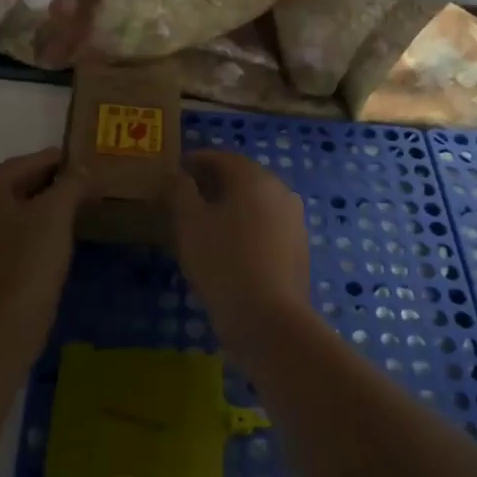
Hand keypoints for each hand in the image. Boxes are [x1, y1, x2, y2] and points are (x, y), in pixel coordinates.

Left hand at [0, 147, 82, 355]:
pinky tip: (50, 244)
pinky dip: (29, 234)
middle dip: (47, 185)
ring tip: (70, 214)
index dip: (54, 160)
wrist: (1, 326)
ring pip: (10, 214)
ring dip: (38, 210)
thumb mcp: (56, 213)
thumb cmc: (29, 260)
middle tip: (80, 188)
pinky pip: (6, 239)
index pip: (22, 163)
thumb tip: (81, 169)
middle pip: (13, 187)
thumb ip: (71, 184)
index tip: (80, 163)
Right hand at [170, 150, 312, 353]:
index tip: (177, 168)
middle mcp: (280, 191)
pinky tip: (230, 245)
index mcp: (254, 178)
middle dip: (215, 182)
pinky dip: (247, 226)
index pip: (222, 158)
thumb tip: (177, 175)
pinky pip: (267, 225)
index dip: (197, 160)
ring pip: (257, 202)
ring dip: (232, 205)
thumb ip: (180, 190)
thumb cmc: (223, 262)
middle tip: (188, 194)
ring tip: (205, 221)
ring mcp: (294, 220)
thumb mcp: (189, 222)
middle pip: (243, 177)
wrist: (269, 319)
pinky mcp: (298, 248)